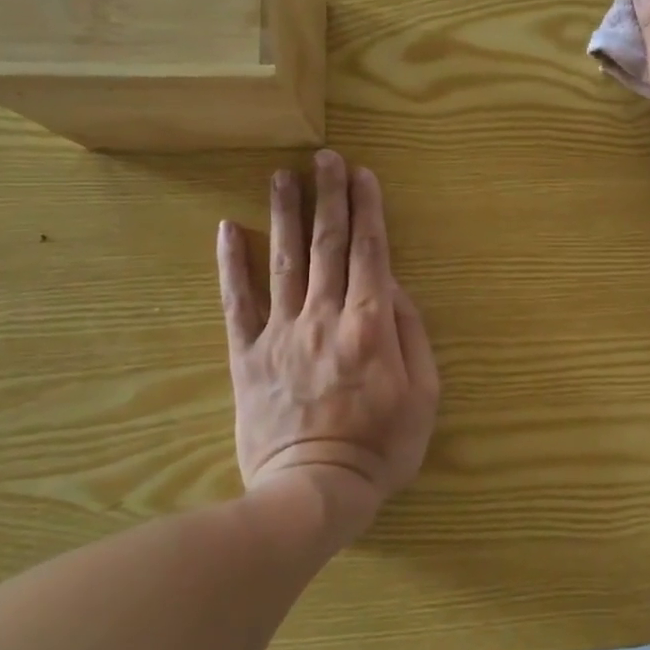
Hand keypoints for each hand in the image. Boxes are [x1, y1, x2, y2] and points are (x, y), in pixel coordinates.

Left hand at [217, 151, 439, 542]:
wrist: (313, 492)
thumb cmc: (381, 447)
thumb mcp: (423, 395)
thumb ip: (412, 334)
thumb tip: (394, 287)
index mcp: (370, 324)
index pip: (371, 252)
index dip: (368, 210)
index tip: (363, 174)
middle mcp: (324, 316)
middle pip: (328, 245)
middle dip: (329, 197)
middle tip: (325, 158)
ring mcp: (281, 333)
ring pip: (284, 261)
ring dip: (284, 214)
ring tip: (281, 175)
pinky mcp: (248, 355)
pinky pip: (237, 303)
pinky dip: (231, 264)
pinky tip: (226, 229)